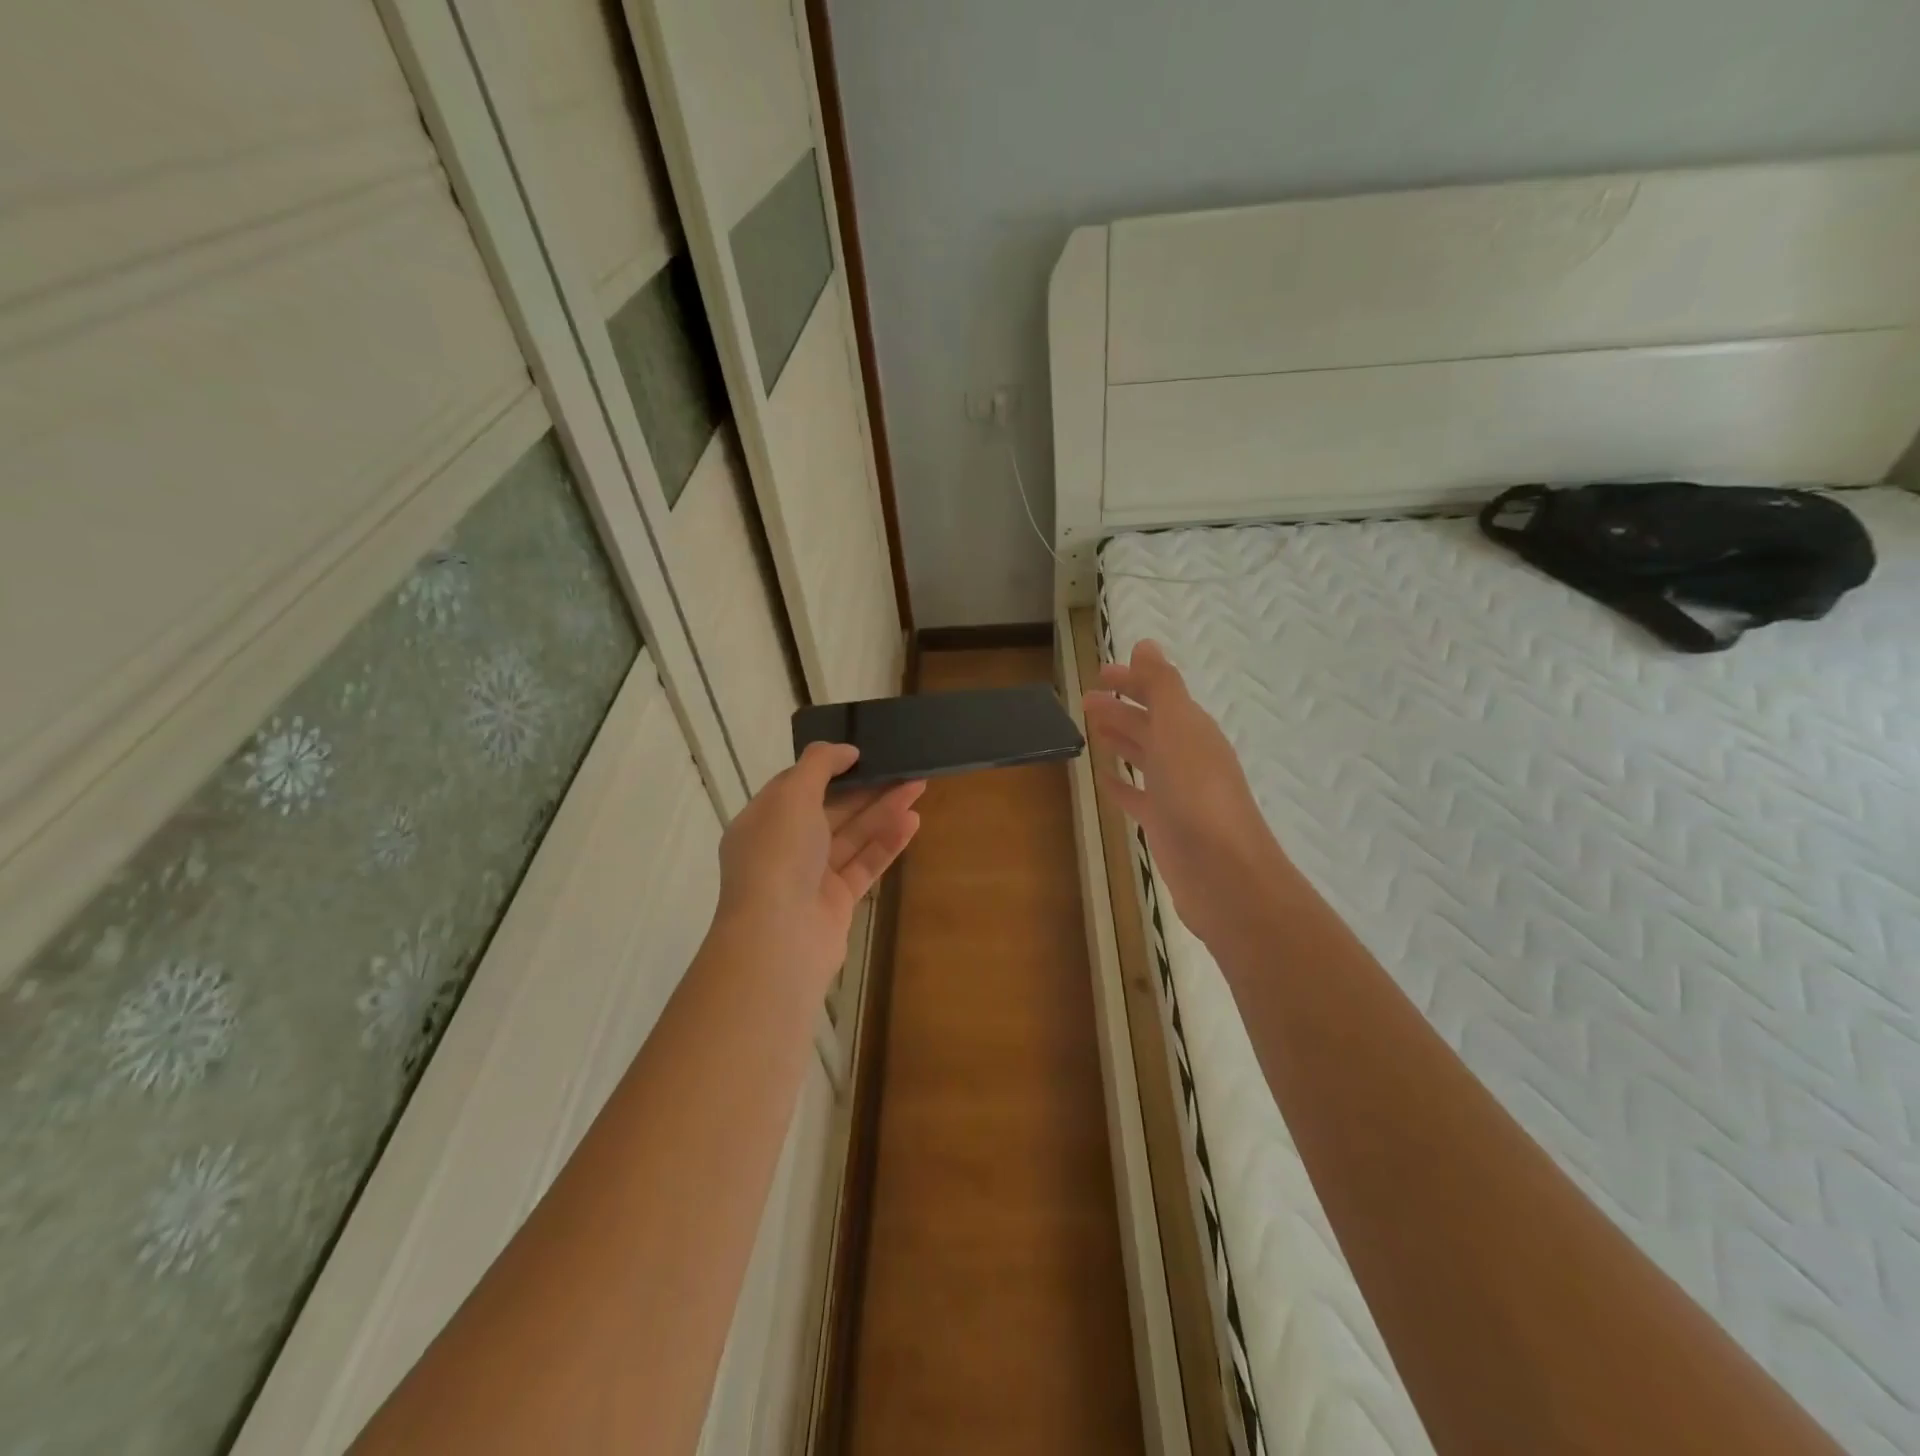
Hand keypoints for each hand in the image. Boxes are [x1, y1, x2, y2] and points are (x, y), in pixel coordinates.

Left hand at [716, 742, 923, 991]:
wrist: (779, 938)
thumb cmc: (779, 856)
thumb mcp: (791, 796)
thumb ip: (818, 765)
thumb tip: (845, 750)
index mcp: (763, 821)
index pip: (796, 786)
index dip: (828, 768)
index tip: (862, 753)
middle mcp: (784, 848)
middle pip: (830, 810)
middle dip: (866, 788)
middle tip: (903, 768)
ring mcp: (811, 877)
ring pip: (852, 836)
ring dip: (883, 811)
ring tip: (918, 788)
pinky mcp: (837, 902)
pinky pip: (864, 864)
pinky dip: (886, 843)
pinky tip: (912, 822)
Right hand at [1083, 640, 1287, 949]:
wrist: (1223, 873)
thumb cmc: (1197, 793)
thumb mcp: (1178, 728)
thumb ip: (1161, 686)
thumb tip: (1145, 645)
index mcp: (1192, 729)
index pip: (1160, 694)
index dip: (1132, 681)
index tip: (1099, 674)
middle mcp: (1188, 756)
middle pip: (1151, 724)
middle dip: (1121, 709)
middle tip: (1086, 701)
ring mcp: (1178, 792)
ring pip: (1144, 757)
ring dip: (1121, 740)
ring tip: (1091, 730)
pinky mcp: (1166, 825)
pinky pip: (1138, 796)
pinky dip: (1122, 784)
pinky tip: (1103, 779)